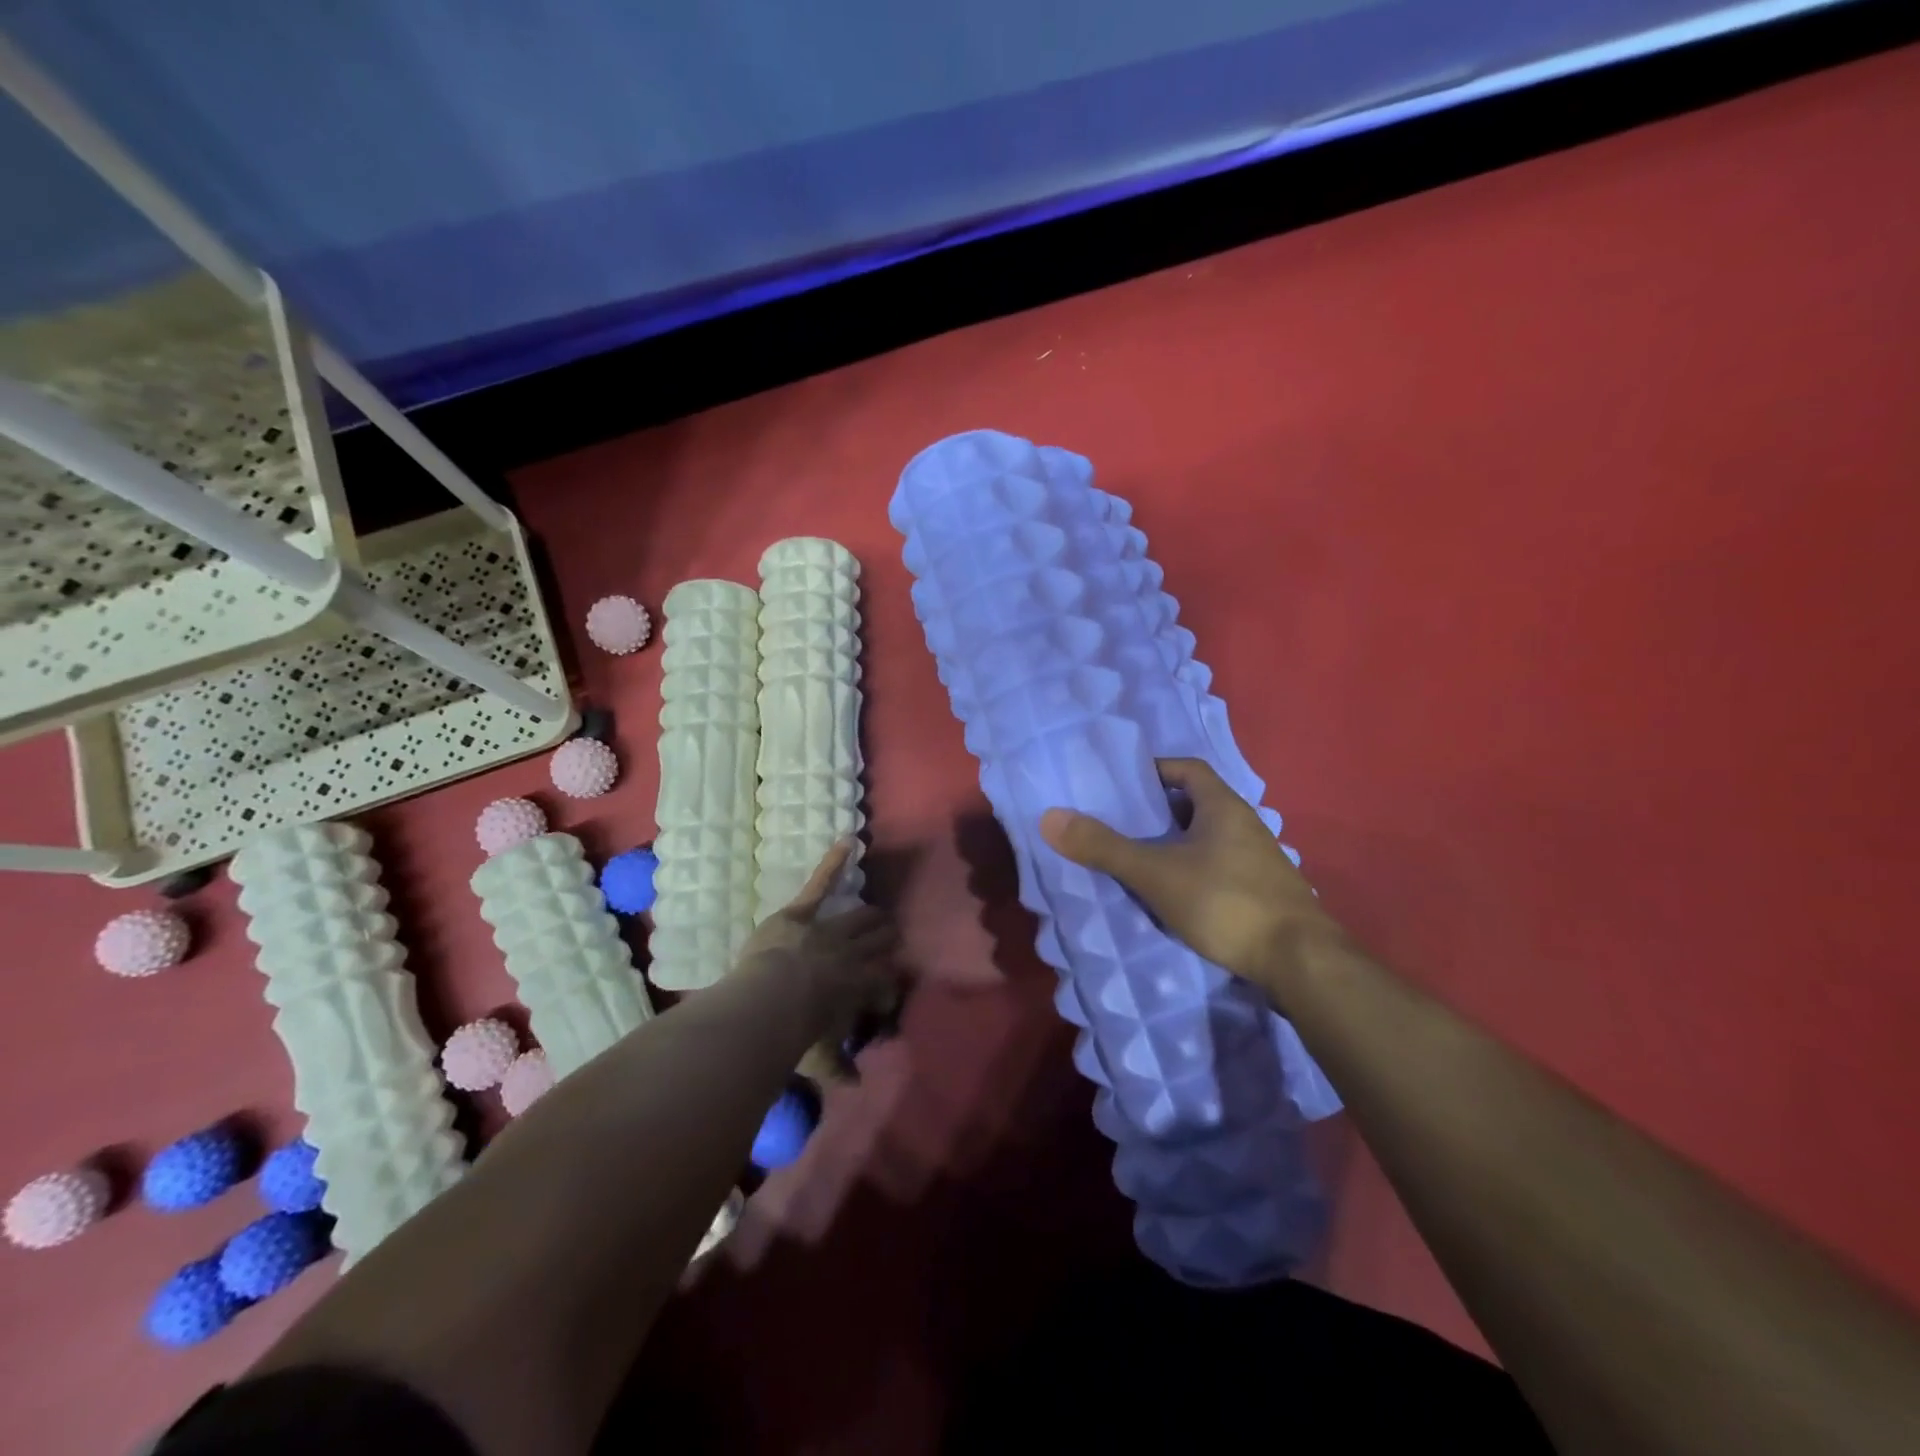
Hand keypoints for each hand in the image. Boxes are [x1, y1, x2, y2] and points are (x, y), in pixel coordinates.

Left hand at [738, 839, 903, 1072]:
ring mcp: (828, 930)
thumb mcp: (818, 1056)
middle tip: (893, 937)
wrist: (771, 1001)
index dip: (887, 982)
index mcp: (858, 987)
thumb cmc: (795, 1032)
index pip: (883, 980)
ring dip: (872, 917)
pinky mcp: (802, 914)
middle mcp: (851, 955)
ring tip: (881, 914)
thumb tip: (855, 1085)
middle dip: (886, 941)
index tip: (888, 988)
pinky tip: (848, 842)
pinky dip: (834, 863)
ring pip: (859, 918)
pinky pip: (820, 885)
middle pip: (877, 944)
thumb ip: (837, 1068)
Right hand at [1038, 758, 1346, 998]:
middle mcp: (1246, 825)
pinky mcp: (1265, 893)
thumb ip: (1105, 847)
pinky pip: (1220, 867)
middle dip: (1159, 810)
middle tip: (1121, 822)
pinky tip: (1175, 894)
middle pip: (1197, 803)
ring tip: (1140, 858)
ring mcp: (1260, 861)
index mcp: (1223, 806)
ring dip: (1177, 844)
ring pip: (1209, 839)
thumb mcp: (1156, 873)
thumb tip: (1050, 817)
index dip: (1155, 770)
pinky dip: (1194, 871)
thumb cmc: (1226, 902)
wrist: (1301, 962)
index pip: (1188, 769)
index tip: (1123, 785)